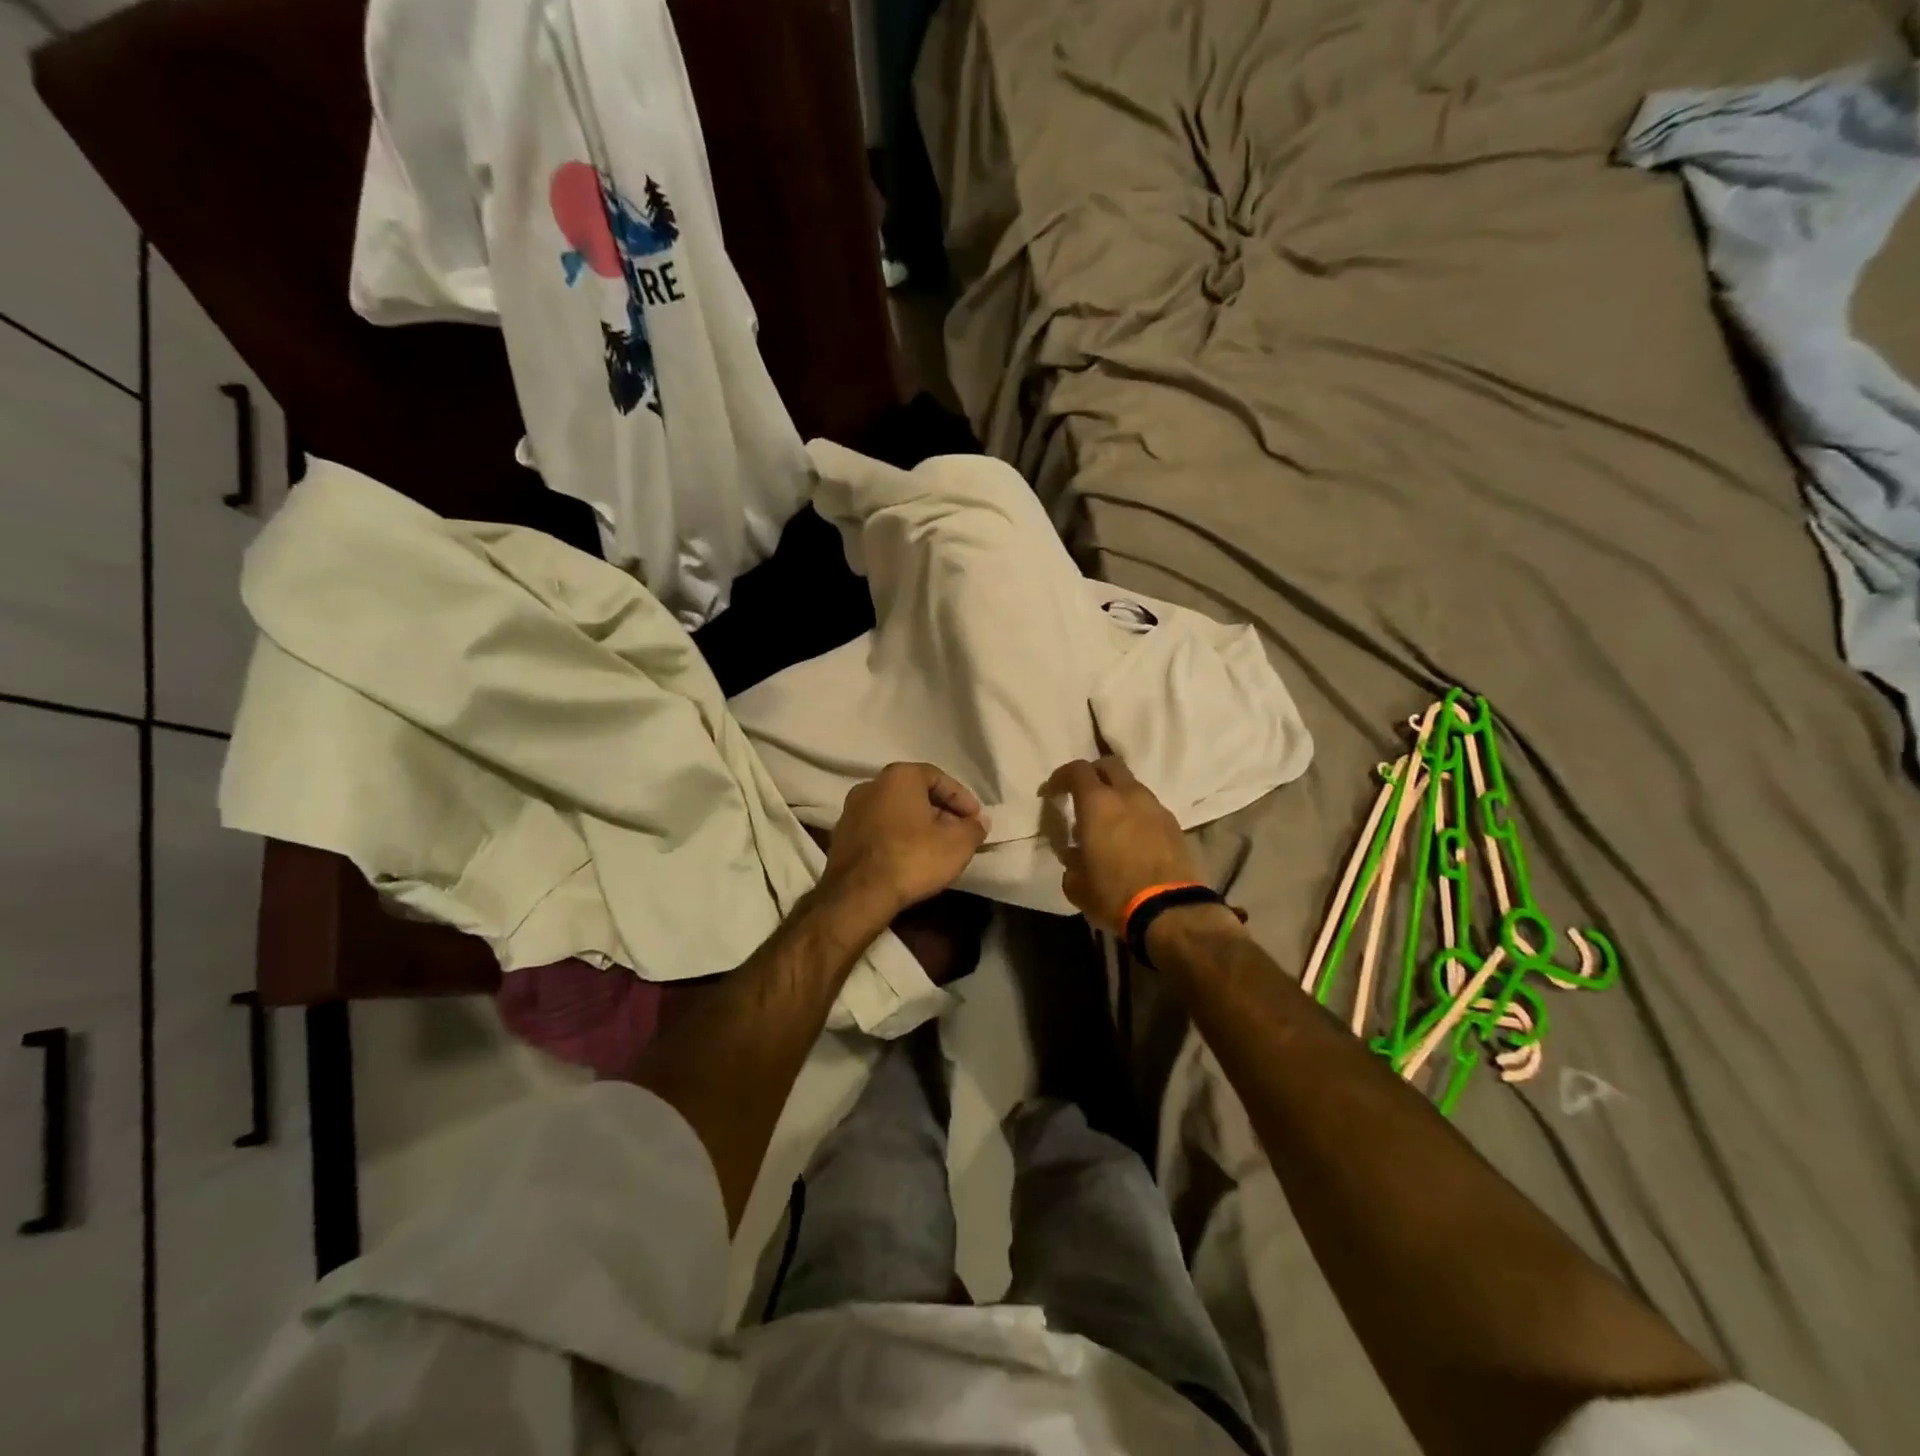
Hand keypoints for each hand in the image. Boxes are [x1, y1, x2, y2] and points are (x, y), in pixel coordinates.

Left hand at [821, 763, 989, 922]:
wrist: (858, 895)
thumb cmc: (912, 858)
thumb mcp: (958, 844)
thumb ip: (974, 828)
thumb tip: (978, 822)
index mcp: (899, 776)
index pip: (939, 778)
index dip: (961, 798)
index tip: (975, 819)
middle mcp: (870, 785)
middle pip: (914, 794)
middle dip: (940, 812)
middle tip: (959, 833)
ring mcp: (851, 811)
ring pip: (895, 812)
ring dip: (917, 826)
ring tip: (937, 848)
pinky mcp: (841, 837)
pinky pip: (878, 830)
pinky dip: (897, 839)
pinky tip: (910, 859)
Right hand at [1041, 755, 1199, 932]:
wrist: (1171, 911)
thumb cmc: (1115, 894)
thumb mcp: (1077, 885)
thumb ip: (1071, 863)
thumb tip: (1074, 855)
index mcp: (1098, 804)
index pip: (1077, 771)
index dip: (1060, 777)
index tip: (1051, 792)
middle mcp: (1129, 796)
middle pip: (1110, 765)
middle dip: (1093, 774)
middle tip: (1082, 795)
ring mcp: (1156, 808)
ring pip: (1132, 787)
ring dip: (1117, 797)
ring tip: (1108, 824)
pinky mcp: (1175, 826)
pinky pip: (1149, 809)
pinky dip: (1136, 815)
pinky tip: (1131, 840)